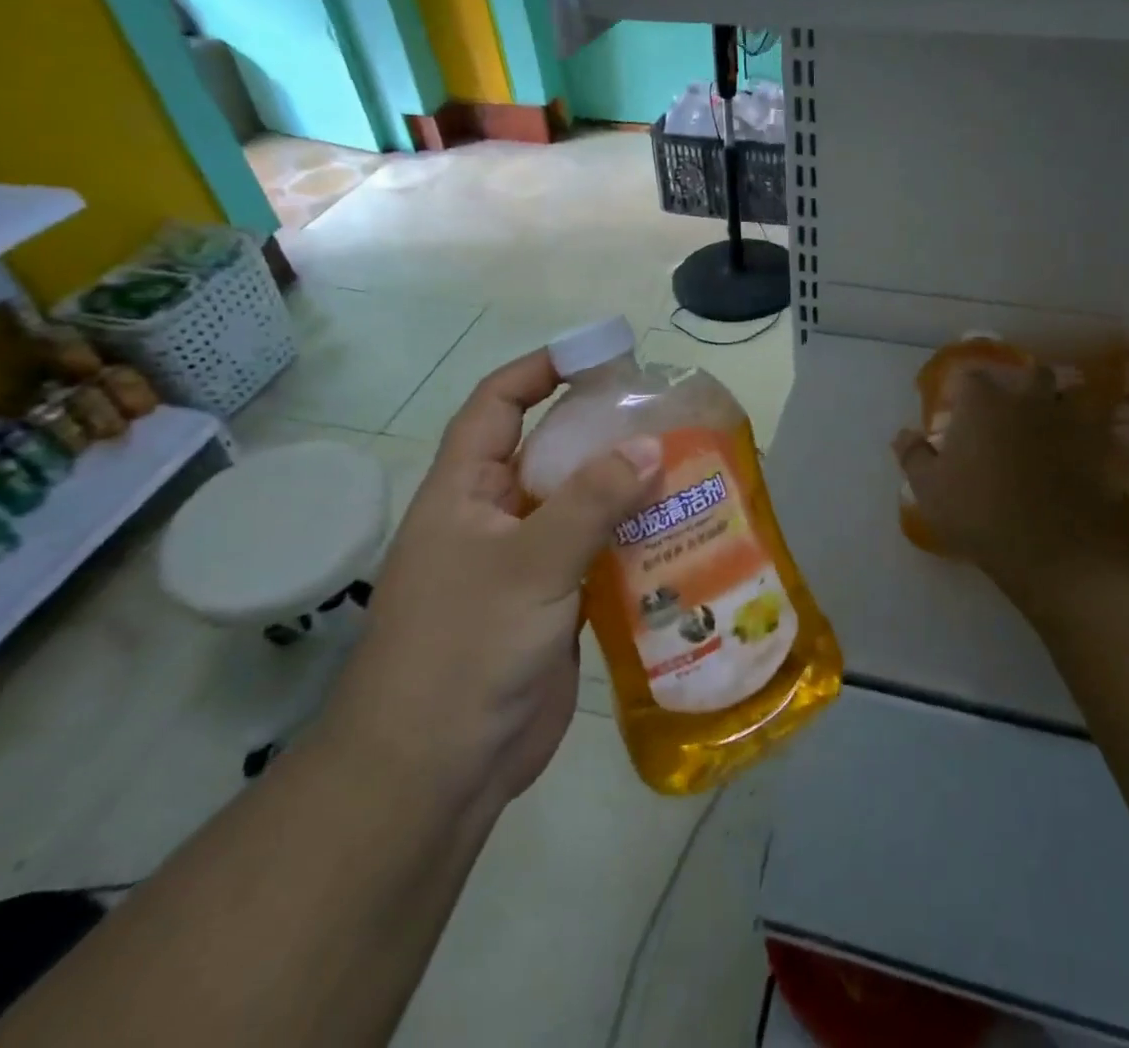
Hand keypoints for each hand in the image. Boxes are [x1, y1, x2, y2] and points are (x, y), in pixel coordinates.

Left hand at [318, 350, 660, 808]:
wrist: (437, 772)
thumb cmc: (464, 648)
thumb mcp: (529, 564)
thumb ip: (592, 502)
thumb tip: (651, 445)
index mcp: (466, 491)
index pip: (496, 407)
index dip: (538, 371)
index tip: (595, 355)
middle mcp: (496, 518)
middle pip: (553, 454)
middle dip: (603, 433)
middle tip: (668, 417)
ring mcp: (528, 564)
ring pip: (583, 507)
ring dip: (628, 491)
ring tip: (691, 469)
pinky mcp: (556, 605)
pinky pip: (600, 556)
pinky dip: (636, 543)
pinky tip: (682, 535)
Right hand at [893, 364, 1118, 609]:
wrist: (1051, 547)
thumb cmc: (977, 512)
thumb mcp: (928, 489)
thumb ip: (913, 455)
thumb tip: (902, 433)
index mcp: (982, 401)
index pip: (969, 376)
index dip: (961, 390)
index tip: (955, 409)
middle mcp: (1025, 398)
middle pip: (1027, 373)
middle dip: (1017, 384)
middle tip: (1005, 409)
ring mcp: (1065, 419)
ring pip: (1066, 392)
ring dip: (1055, 401)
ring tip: (1044, 423)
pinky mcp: (1096, 445)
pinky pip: (1093, 425)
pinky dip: (1084, 430)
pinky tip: (1073, 448)